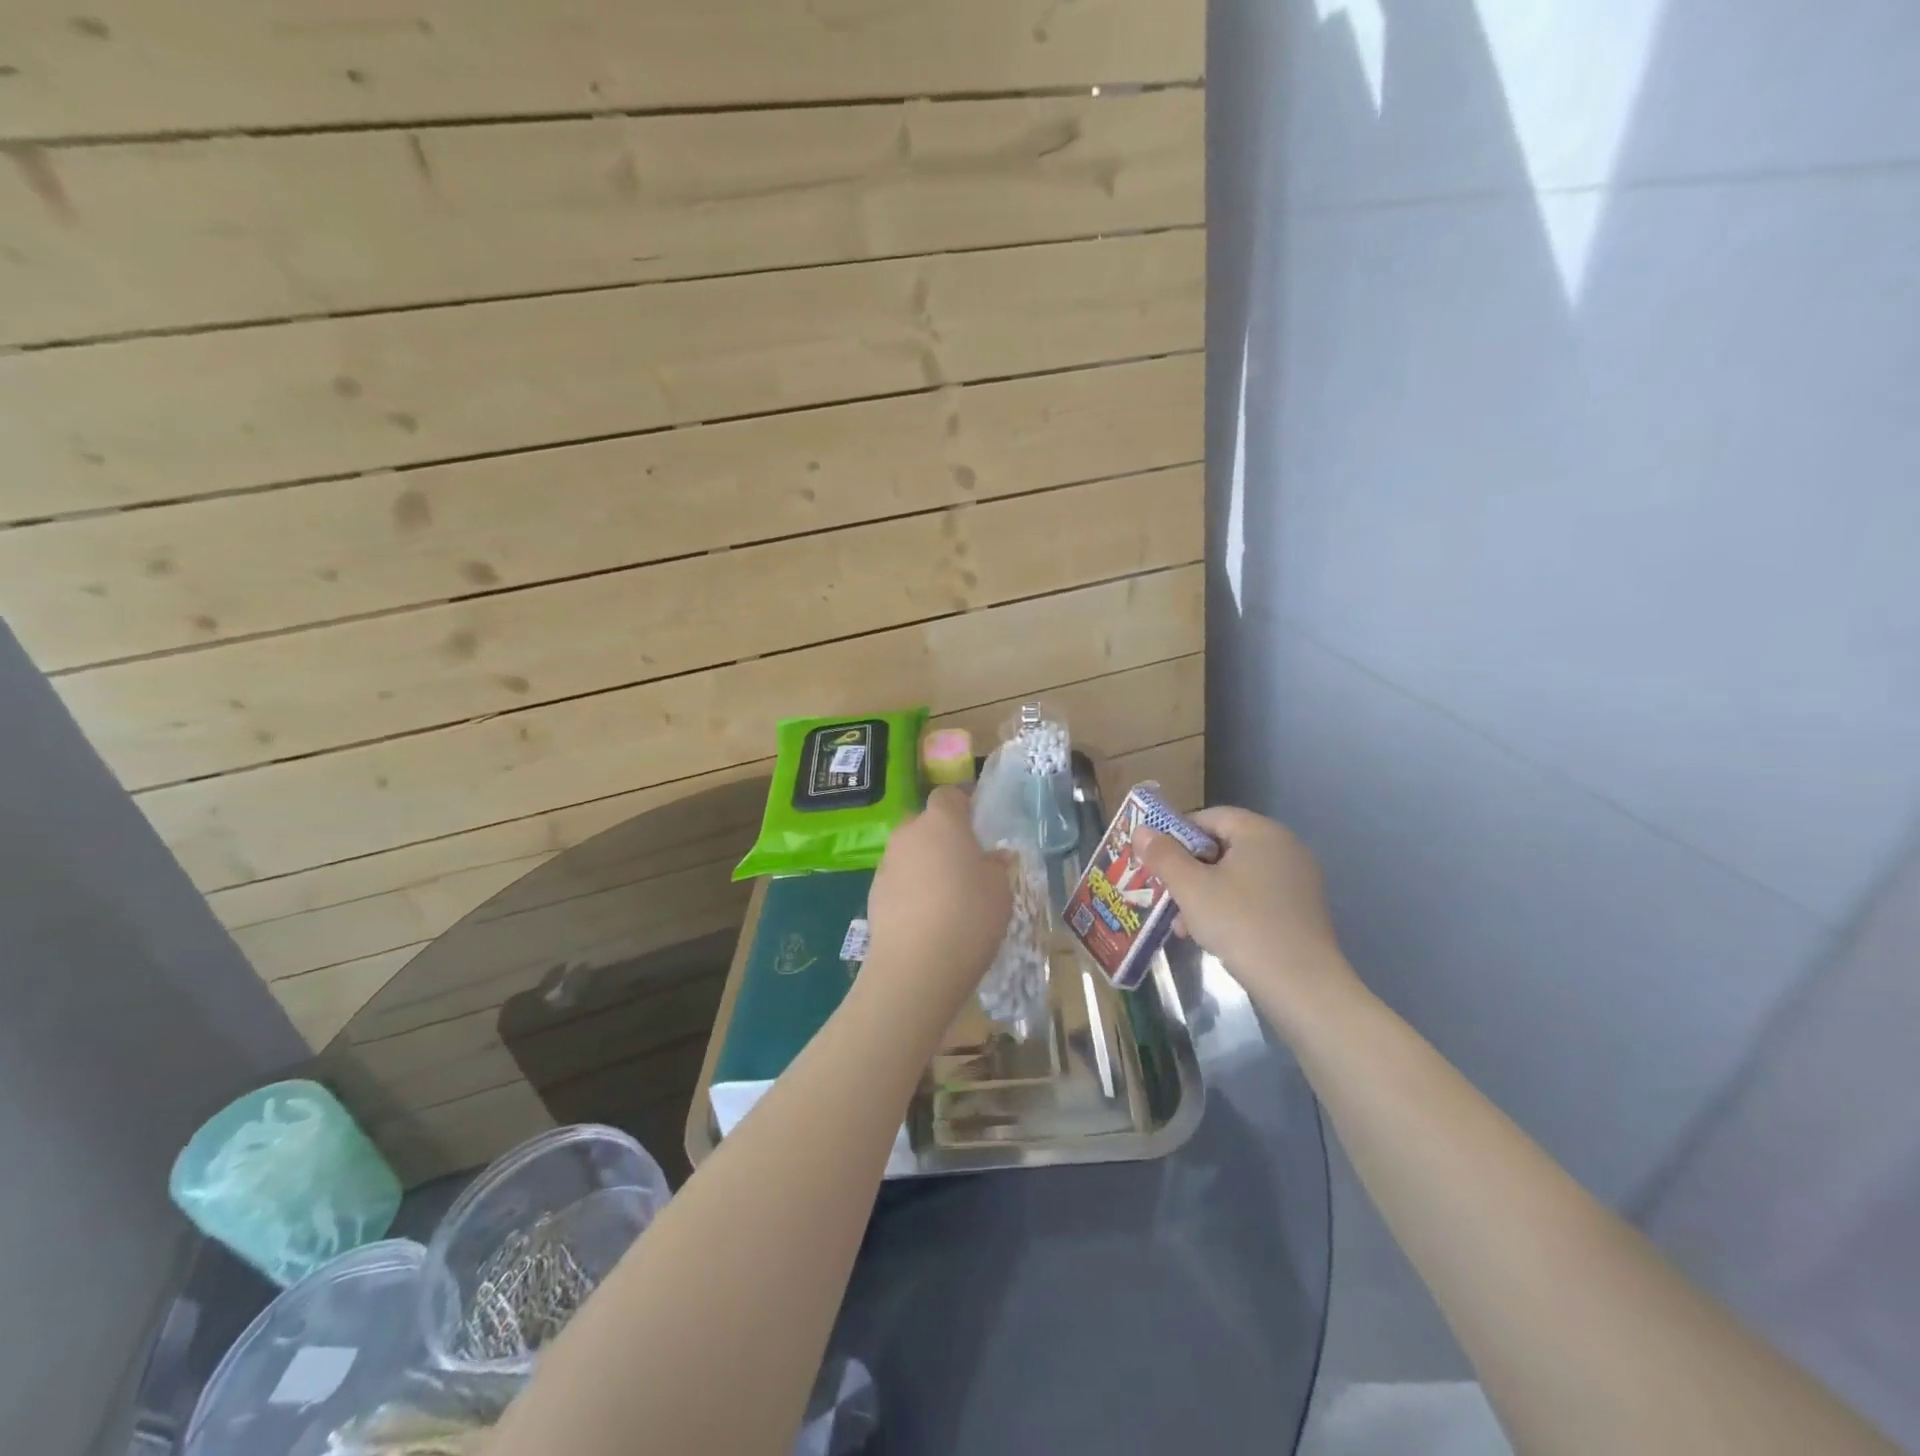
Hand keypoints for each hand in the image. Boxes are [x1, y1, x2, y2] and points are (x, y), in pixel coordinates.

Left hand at [858, 786, 1011, 1030]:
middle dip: (942, 835)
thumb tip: (994, 857)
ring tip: (946, 894)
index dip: (963, 803)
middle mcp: (909, 833)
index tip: (978, 821)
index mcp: (942, 821)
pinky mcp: (873, 892)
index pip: (948, 794)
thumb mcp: (1000, 890)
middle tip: (965, 862)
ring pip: (910, 851)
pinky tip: (927, 916)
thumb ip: (997, 865)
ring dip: (925, 863)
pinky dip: (911, 888)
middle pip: (925, 822)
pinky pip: (898, 879)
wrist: (915, 966)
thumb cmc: (969, 916)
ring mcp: (887, 863)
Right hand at [1136, 807, 1361, 1025]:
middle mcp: (1285, 848)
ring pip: (1237, 875)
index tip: (1155, 859)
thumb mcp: (1191, 888)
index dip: (1176, 834)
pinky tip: (1210, 936)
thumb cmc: (1241, 924)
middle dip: (1188, 869)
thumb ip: (1163, 855)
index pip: (1210, 817)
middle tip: (1164, 893)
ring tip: (1182, 923)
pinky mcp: (1301, 910)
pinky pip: (1255, 896)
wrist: (1301, 985)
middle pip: (1223, 846)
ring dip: (1205, 893)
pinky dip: (1230, 908)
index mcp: (1261, 832)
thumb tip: (1141, 830)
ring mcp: (1297, 880)